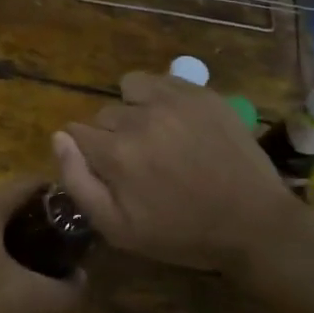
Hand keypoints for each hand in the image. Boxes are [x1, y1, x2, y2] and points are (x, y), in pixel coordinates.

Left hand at [0, 175, 82, 312]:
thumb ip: (60, 290)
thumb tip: (83, 283)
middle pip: (11, 204)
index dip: (59, 197)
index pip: (30, 184)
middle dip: (40, 224)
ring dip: (18, 241)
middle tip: (67, 248)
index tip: (82, 217)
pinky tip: (6, 282)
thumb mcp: (21, 298)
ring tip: (43, 268)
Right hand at [55, 72, 313, 311]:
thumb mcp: (119, 229)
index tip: (108, 170)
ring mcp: (173, 100)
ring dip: (134, 108)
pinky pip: (161, 80)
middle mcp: (139, 118)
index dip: (87, 152)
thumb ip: (78, 182)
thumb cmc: (181, 233)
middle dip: (112, 135)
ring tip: (156, 133)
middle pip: (103, 114)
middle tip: (140, 162)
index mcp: (116, 153)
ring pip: (129, 89)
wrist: (254, 223)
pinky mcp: (200, 93)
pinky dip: (160, 96)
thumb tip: (59, 138)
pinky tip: (176, 122)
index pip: (76, 131)